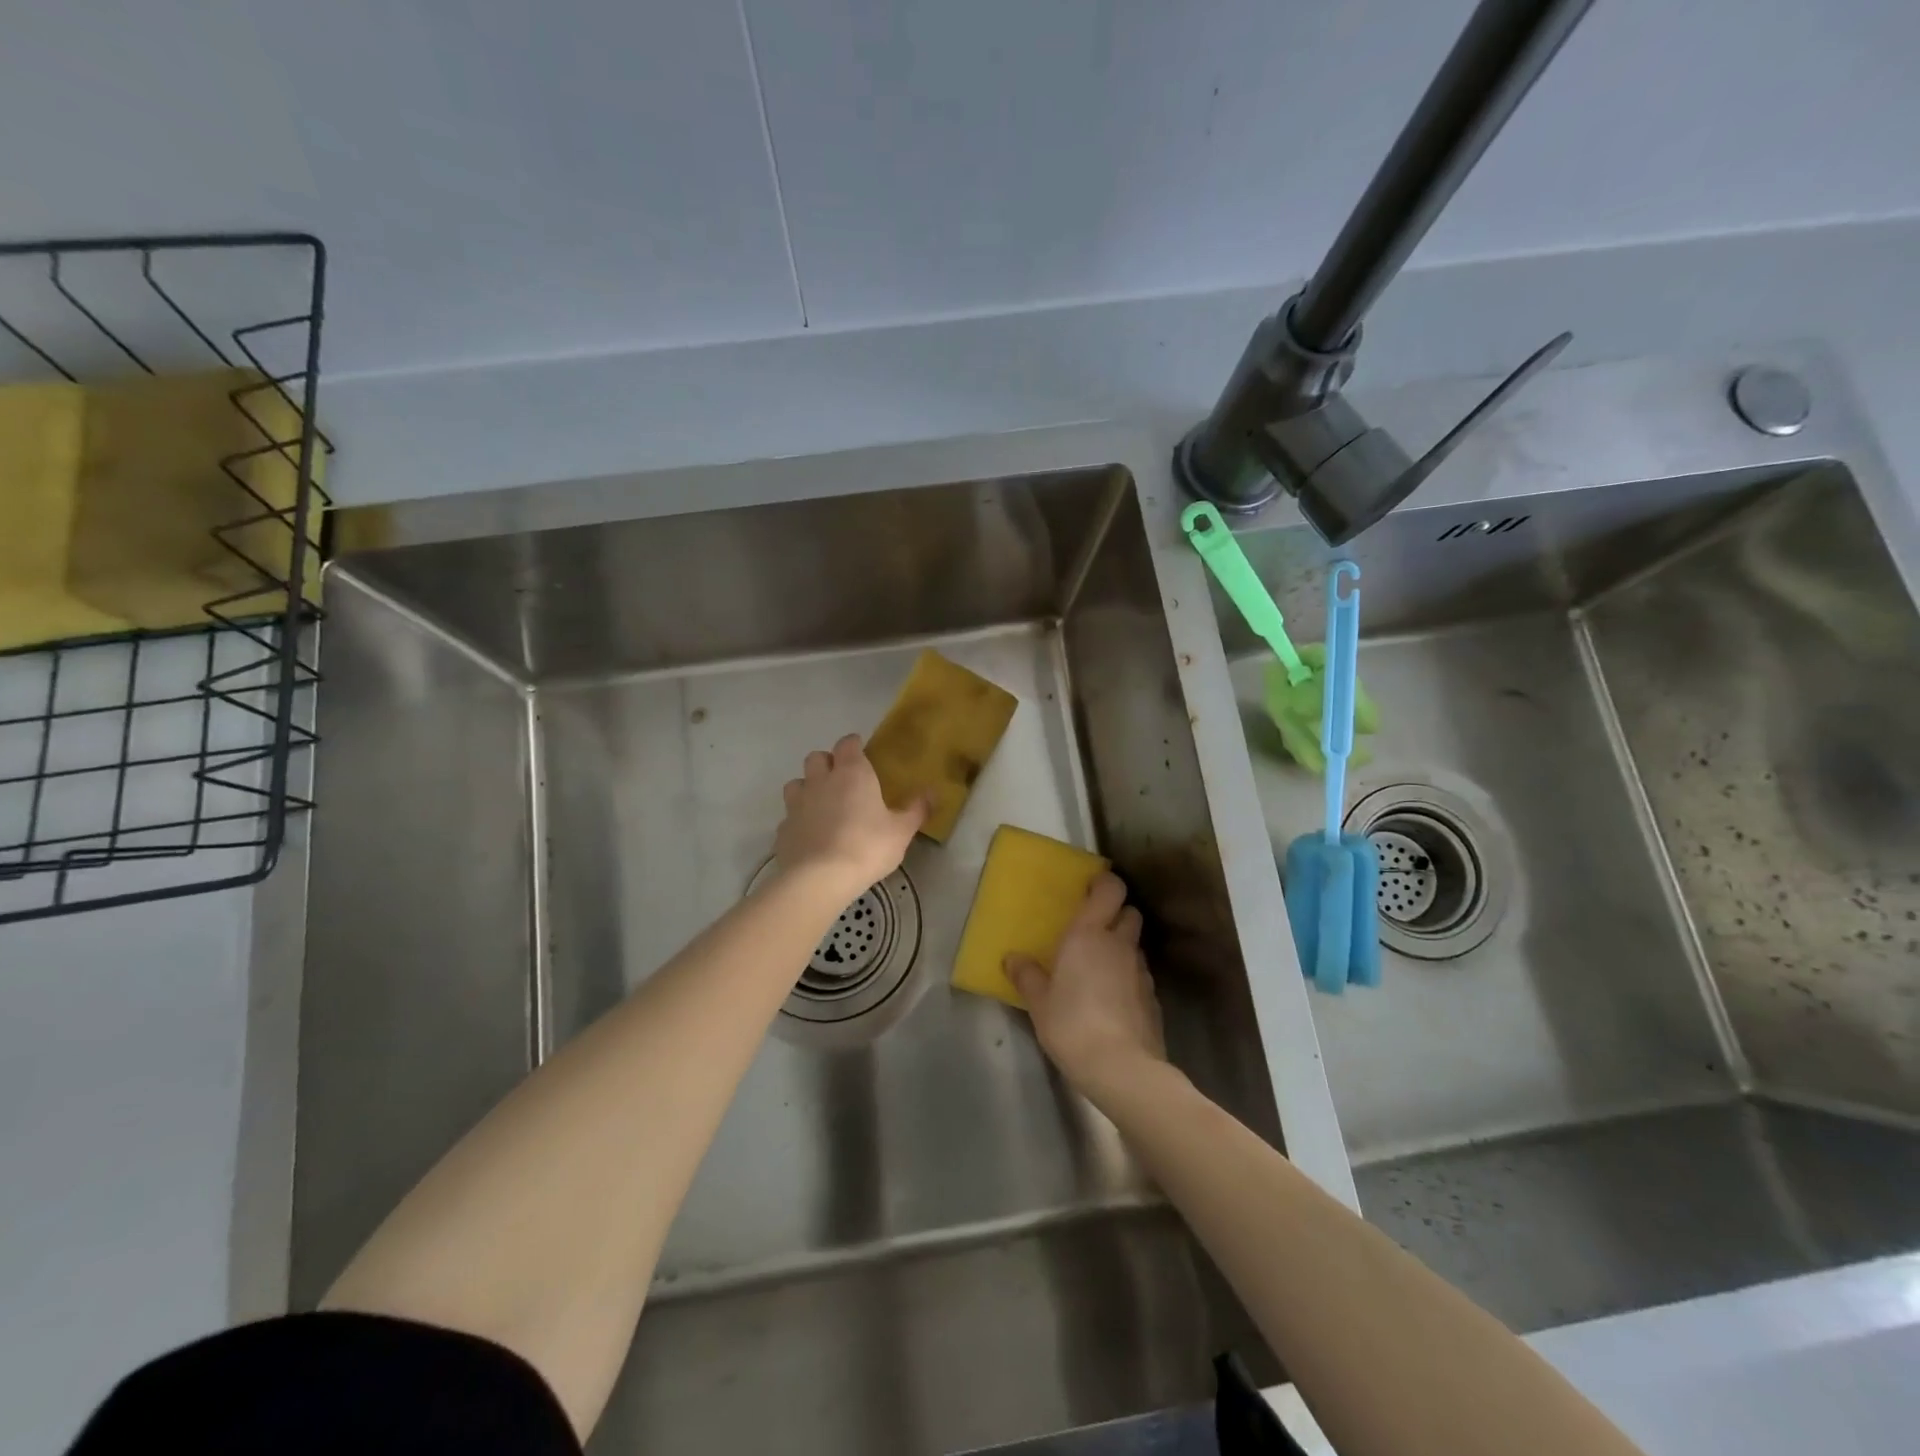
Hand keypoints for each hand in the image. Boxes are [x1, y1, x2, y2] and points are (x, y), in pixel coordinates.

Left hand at [775, 734, 926, 896]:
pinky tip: (809, 835)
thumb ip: (916, 809)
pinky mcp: (783, 829)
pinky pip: (789, 816)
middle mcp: (821, 781)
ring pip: (797, 783)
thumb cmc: (867, 847)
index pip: (848, 744)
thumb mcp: (901, 831)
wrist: (819, 878)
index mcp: (852, 773)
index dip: (854, 745)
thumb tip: (932, 792)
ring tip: (821, 804)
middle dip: (827, 762)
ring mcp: (797, 804)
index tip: (861, 751)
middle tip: (841, 778)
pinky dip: (798, 820)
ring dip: (807, 787)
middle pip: (816, 757)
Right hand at [1006, 872, 1165, 1099]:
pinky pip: (1140, 975)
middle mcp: (1119, 944)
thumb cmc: (1072, 1024)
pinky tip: (1112, 999)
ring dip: (1122, 947)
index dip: (1105, 883)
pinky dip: (1128, 977)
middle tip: (1093, 928)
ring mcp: (1141, 971)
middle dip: (1116, 914)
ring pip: (1135, 945)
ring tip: (1100, 967)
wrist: (1122, 1068)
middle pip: (1130, 912)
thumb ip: (1027, 976)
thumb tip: (1013, 958)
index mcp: (1089, 934)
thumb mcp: (1039, 1002)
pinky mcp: (1153, 998)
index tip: (1091, 887)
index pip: (1110, 889)